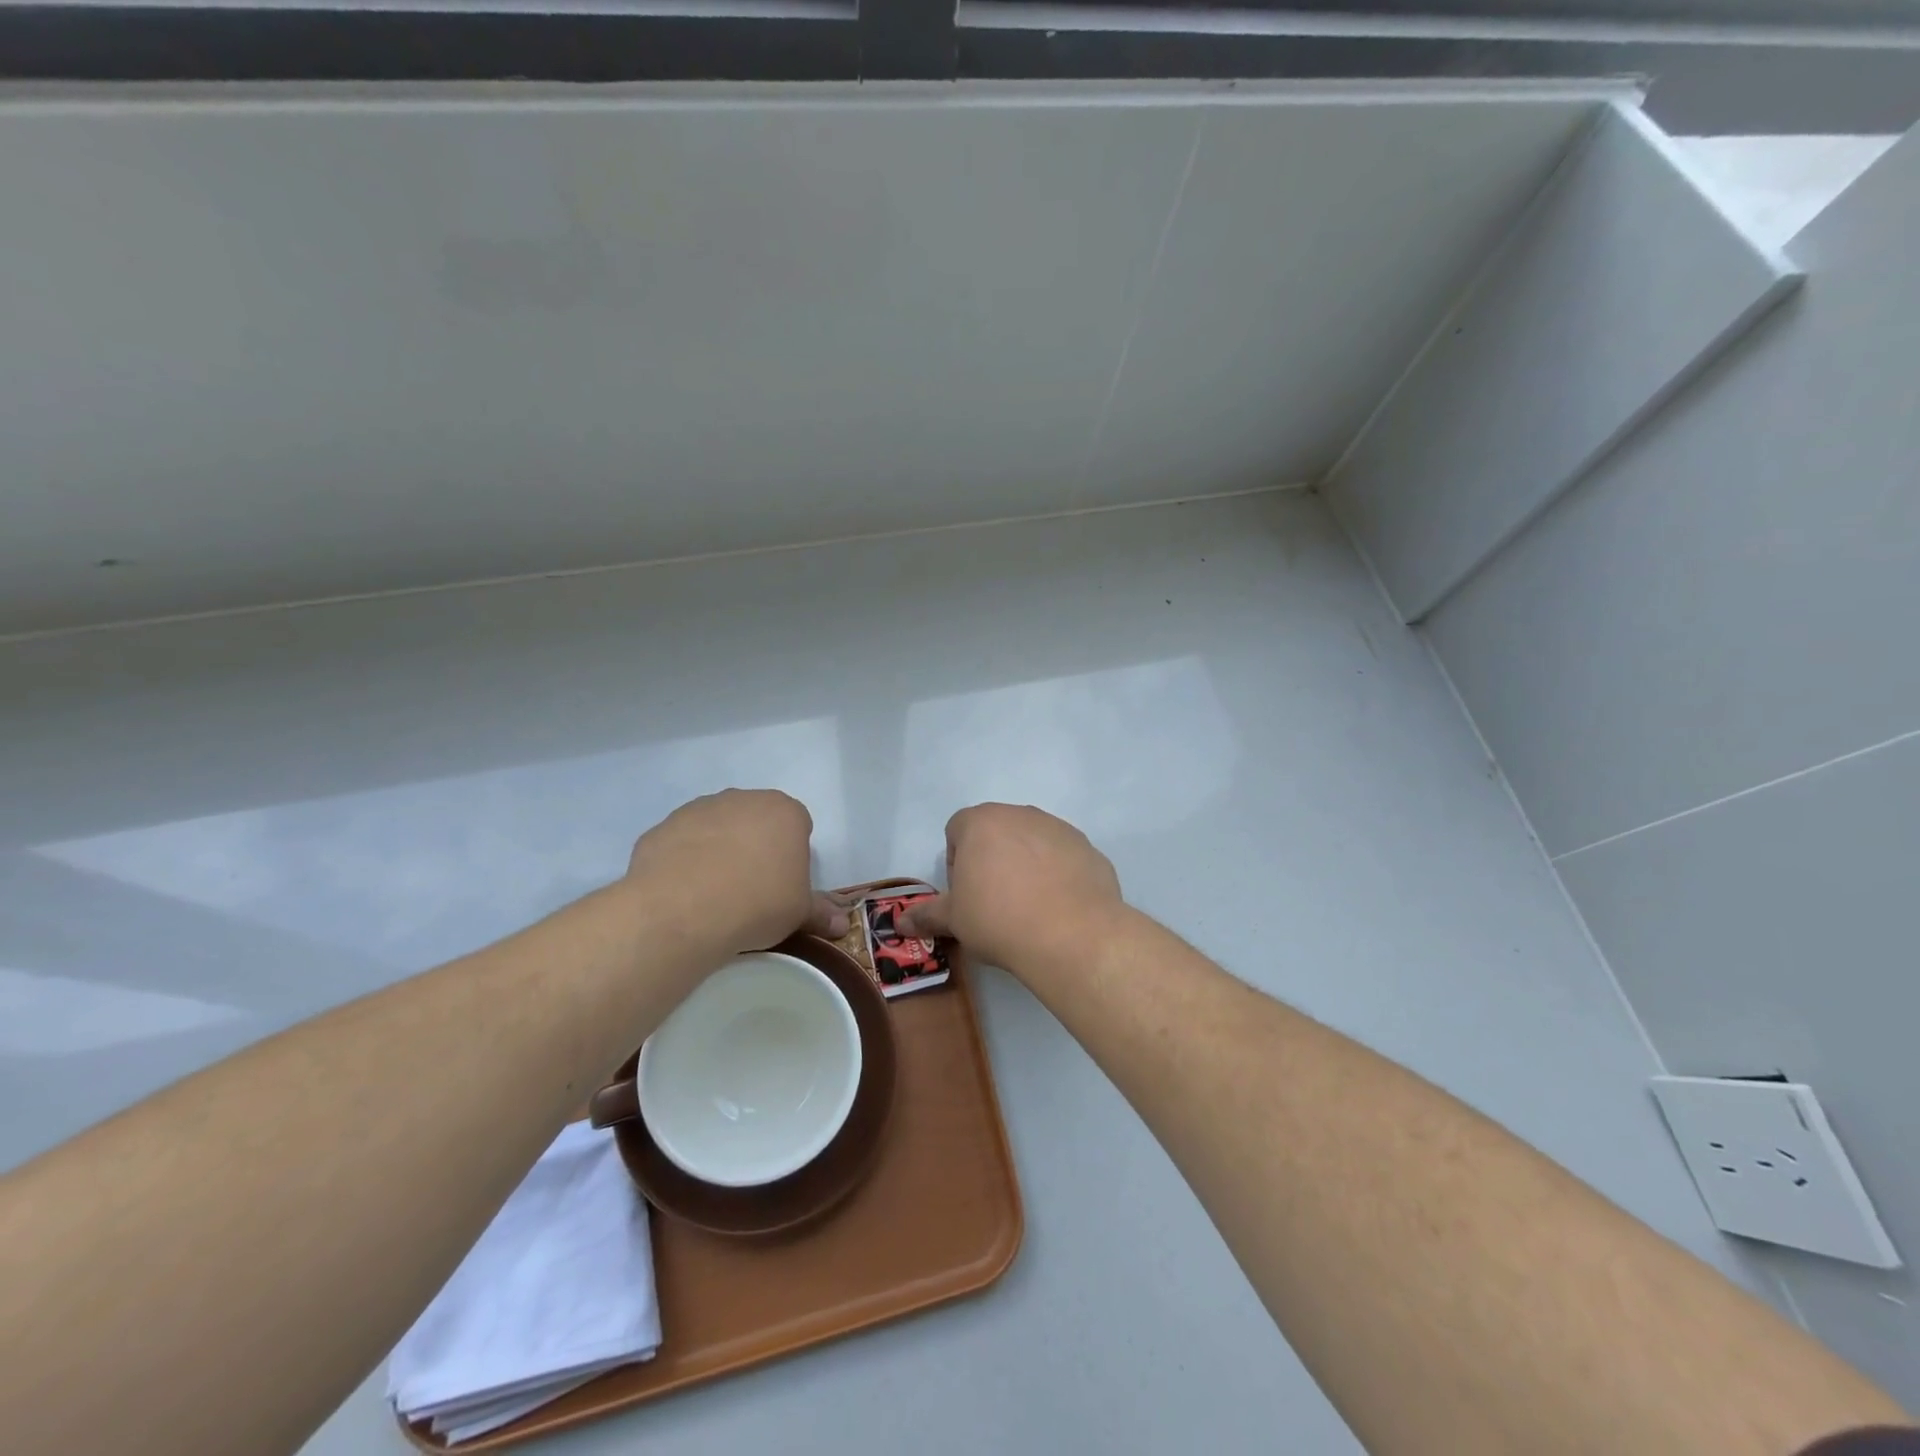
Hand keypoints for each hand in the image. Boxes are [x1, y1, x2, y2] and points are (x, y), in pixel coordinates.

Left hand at [625, 790, 848, 955]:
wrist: (682, 910)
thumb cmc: (757, 904)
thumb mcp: (799, 913)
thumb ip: (820, 913)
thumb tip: (843, 926)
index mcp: (785, 812)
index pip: (798, 825)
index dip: (792, 855)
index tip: (783, 884)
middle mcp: (743, 800)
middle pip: (756, 821)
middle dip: (756, 846)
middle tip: (751, 888)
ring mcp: (699, 809)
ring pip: (717, 828)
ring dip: (718, 850)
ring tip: (713, 894)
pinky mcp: (663, 827)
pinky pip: (682, 842)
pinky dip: (684, 861)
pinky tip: (683, 893)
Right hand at [895, 804, 1123, 976]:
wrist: (1071, 934)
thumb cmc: (999, 920)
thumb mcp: (955, 921)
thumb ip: (927, 915)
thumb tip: (900, 923)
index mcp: (981, 822)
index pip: (957, 830)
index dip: (957, 863)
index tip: (966, 895)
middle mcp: (1020, 814)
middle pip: (996, 832)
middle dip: (991, 861)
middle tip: (994, 903)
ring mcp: (1058, 828)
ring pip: (1032, 842)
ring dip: (1026, 865)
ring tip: (1029, 908)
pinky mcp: (1087, 848)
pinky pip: (1063, 858)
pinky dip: (1058, 875)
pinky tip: (1058, 908)